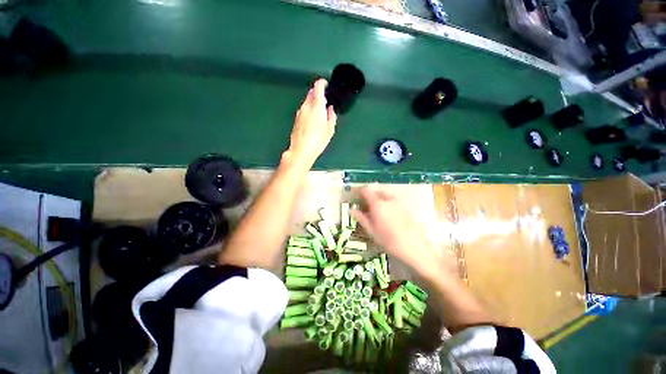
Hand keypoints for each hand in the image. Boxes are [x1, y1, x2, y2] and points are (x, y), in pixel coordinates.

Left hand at [283, 79, 336, 170]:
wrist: (301, 150)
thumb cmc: (318, 141)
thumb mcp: (330, 130)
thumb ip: (331, 117)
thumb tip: (330, 109)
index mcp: (316, 106)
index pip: (318, 87)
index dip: (322, 83)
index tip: (326, 85)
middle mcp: (306, 106)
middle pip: (311, 93)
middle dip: (318, 93)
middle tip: (325, 101)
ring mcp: (299, 112)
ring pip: (307, 101)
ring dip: (313, 102)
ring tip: (320, 112)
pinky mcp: (296, 119)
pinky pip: (304, 109)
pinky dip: (309, 110)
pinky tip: (313, 120)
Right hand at [352, 188, 455, 280]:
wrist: (414, 247)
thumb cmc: (389, 241)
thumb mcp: (371, 231)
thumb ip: (361, 218)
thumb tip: (352, 210)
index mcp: (378, 203)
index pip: (366, 190)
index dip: (359, 191)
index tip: (355, 197)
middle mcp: (388, 199)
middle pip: (375, 192)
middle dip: (369, 197)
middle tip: (365, 208)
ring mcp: (398, 202)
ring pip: (384, 196)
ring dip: (378, 200)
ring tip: (376, 213)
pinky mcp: (405, 207)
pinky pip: (392, 201)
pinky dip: (386, 204)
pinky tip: (387, 217)